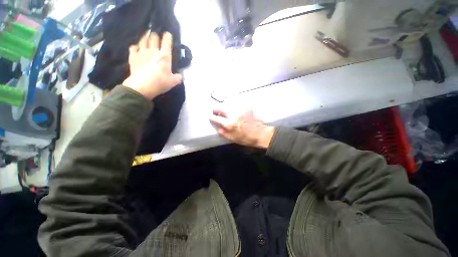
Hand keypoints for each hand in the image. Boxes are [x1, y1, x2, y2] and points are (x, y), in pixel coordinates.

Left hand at [123, 31, 181, 99]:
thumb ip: (178, 77)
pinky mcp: (133, 56)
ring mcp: (142, 52)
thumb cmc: (160, 83)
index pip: (166, 42)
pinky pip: (133, 47)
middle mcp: (153, 51)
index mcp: (164, 56)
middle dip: (155, 35)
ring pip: (143, 39)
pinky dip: (136, 46)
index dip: (167, 37)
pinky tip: (137, 48)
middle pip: (153, 37)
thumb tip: (181, 75)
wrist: (143, 86)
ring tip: (147, 38)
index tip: (168, 34)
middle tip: (156, 37)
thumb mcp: (173, 82)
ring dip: (146, 37)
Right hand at [210, 110, 274, 148]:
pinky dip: (235, 110)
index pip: (216, 118)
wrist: (261, 134)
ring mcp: (240, 110)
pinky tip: (237, 114)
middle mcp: (234, 115)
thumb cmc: (246, 138)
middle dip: (216, 109)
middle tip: (215, 111)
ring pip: (229, 107)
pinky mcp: (246, 108)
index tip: (210, 116)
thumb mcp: (233, 139)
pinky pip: (237, 108)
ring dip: (226, 110)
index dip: (211, 117)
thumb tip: (218, 128)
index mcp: (229, 124)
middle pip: (221, 108)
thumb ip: (224, 133)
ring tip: (226, 113)